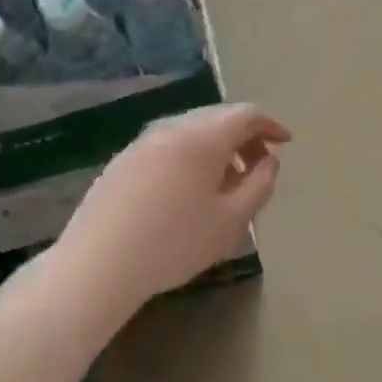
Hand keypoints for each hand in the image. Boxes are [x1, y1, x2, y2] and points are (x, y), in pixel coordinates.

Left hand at [53, 103, 289, 308]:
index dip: (270, 125)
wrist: (96, 266)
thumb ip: (260, 185)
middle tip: (259, 166)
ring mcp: (140, 143)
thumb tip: (269, 161)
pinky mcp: (121, 162)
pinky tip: (190, 191)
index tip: (285, 144)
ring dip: (218, 148)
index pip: (245, 114)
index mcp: (201, 137)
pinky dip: (191, 156)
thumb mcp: (232, 220)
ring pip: (191, 131)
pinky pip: (168, 146)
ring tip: (227, 183)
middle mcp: (170, 129)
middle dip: (245, 136)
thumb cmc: (174, 243)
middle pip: (217, 118)